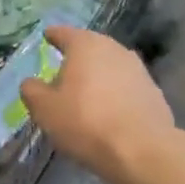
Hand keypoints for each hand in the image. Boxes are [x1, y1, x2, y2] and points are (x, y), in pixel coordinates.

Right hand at [19, 26, 175, 183]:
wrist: (142, 150)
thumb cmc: (85, 122)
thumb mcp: (44, 109)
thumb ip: (32, 90)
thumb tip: (31, 82)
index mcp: (85, 45)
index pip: (63, 33)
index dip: (52, 36)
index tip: (46, 38)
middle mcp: (114, 49)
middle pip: (90, 47)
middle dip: (76, 57)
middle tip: (62, 70)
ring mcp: (138, 69)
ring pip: (110, 66)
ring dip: (97, 75)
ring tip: (85, 93)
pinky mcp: (153, 91)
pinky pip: (125, 86)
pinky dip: (114, 93)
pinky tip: (108, 111)